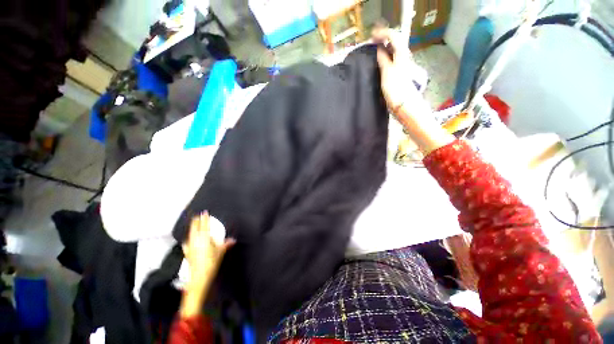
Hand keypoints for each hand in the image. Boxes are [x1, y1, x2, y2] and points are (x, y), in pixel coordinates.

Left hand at [183, 212, 234, 288]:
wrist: (199, 276)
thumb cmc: (211, 262)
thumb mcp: (220, 252)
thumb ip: (226, 244)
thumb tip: (233, 240)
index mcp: (204, 238)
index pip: (204, 225)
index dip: (204, 219)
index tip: (204, 213)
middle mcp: (196, 240)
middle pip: (194, 228)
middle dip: (195, 222)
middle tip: (196, 216)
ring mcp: (190, 246)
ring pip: (190, 235)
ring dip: (192, 229)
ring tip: (193, 226)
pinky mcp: (187, 253)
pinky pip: (187, 243)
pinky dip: (188, 240)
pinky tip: (188, 242)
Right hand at [372, 28, 429, 115]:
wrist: (404, 105)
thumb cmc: (396, 89)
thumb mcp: (388, 72)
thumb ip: (383, 59)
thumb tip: (379, 49)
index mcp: (402, 54)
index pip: (393, 36)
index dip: (382, 33)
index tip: (371, 36)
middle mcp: (403, 57)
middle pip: (394, 42)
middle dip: (383, 39)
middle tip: (371, 42)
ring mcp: (401, 66)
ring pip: (393, 51)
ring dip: (383, 48)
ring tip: (373, 51)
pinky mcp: (398, 74)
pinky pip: (391, 60)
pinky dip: (384, 57)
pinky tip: (378, 62)